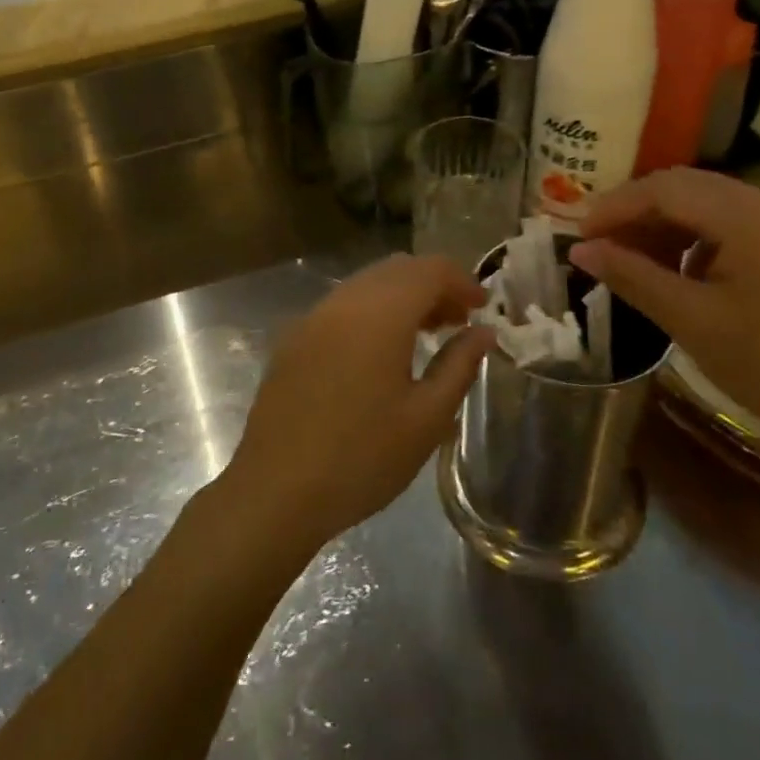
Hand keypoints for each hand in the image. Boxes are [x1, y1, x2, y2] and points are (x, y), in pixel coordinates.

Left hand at [216, 255, 492, 555]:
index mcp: (379, 313)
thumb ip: (459, 365)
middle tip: (459, 322)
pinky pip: (341, 306)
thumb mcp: (426, 418)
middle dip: (433, 285)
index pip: (429, 269)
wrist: (276, 490)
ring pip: (366, 284)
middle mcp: (342, 302)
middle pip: (397, 269)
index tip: (483, 309)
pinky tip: (380, 353)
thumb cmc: (362, 457)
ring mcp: (311, 318)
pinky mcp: (292, 339)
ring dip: (401, 297)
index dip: (462, 281)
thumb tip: (483, 331)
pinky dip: (371, 311)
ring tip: (425, 336)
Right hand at [567, 169, 759, 468]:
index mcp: (749, 218)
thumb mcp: (692, 321)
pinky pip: (733, 226)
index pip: (665, 188)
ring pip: (709, 205)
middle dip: (636, 211)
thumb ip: (632, 276)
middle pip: (687, 187)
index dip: (614, 207)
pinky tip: (677, 273)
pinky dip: (694, 240)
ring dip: (664, 225)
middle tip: (597, 244)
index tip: (577, 235)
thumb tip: (580, 249)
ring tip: (630, 261)